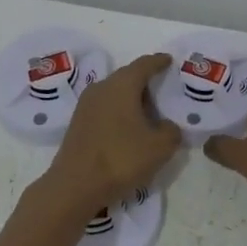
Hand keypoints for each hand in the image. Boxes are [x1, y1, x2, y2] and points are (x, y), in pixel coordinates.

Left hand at [44, 53, 182, 214]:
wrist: (75, 185)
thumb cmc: (121, 158)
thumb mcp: (159, 147)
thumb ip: (171, 131)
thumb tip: (167, 126)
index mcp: (122, 85)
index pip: (144, 64)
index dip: (159, 61)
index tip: (169, 60)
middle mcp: (102, 87)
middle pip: (127, 77)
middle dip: (145, 81)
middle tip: (162, 89)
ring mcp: (86, 104)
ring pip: (114, 93)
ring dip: (131, 98)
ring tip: (147, 112)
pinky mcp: (78, 122)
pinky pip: (104, 107)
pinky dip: (119, 112)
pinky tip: (128, 128)